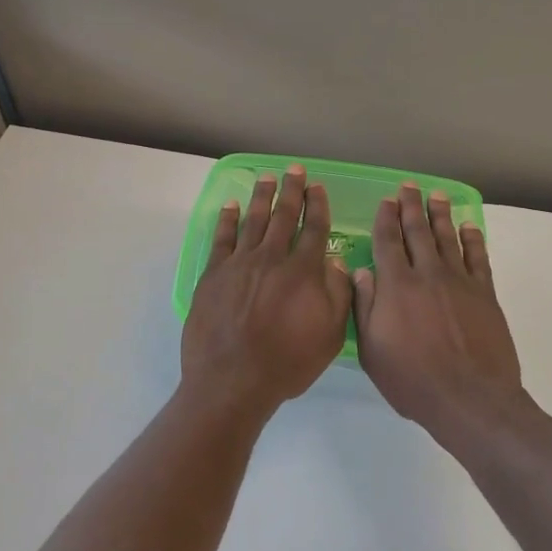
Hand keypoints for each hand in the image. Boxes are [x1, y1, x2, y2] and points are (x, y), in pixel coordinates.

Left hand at [180, 165, 353, 419]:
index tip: (318, 187)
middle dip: (291, 190)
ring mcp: (239, 264)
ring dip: (261, 196)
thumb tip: (335, 263)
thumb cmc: (286, 363)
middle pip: (283, 216)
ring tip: (266, 177)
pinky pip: (222, 238)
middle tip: (294, 169)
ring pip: (253, 220)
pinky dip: (227, 219)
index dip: (318, 206)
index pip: (314, 229)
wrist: (232, 380)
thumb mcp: (330, 336)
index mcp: (303, 272)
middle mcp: (272, 258)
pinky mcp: (213, 274)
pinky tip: (231, 206)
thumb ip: (338, 295)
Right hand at [353, 184, 531, 442]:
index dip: (386, 218)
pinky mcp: (484, 293)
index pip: (388, 241)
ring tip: (436, 196)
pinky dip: (473, 239)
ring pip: (448, 238)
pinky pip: (478, 257)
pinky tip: (468, 227)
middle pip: (418, 232)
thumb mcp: (372, 350)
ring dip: (440, 215)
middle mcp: (427, 274)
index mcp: (396, 286)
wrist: (470, 398)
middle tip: (409, 186)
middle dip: (411, 206)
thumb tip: (361, 272)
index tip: (386, 200)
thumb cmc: (413, 380)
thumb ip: (365, 307)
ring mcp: (459, 281)